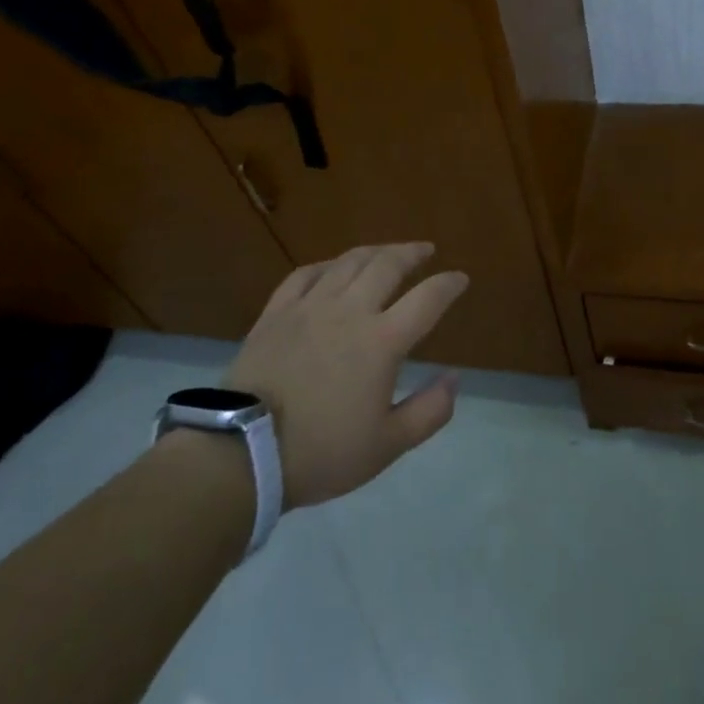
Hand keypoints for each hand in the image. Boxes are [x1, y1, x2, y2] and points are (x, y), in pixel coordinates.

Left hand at [226, 243, 464, 508]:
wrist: (242, 453)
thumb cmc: (321, 452)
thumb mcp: (388, 445)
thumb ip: (429, 411)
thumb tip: (454, 378)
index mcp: (382, 341)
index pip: (427, 299)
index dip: (449, 284)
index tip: (461, 278)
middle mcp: (350, 311)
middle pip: (388, 265)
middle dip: (412, 253)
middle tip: (426, 250)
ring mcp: (310, 306)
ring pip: (349, 262)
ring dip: (375, 251)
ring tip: (387, 252)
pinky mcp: (277, 312)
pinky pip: (305, 274)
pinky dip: (327, 265)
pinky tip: (333, 268)